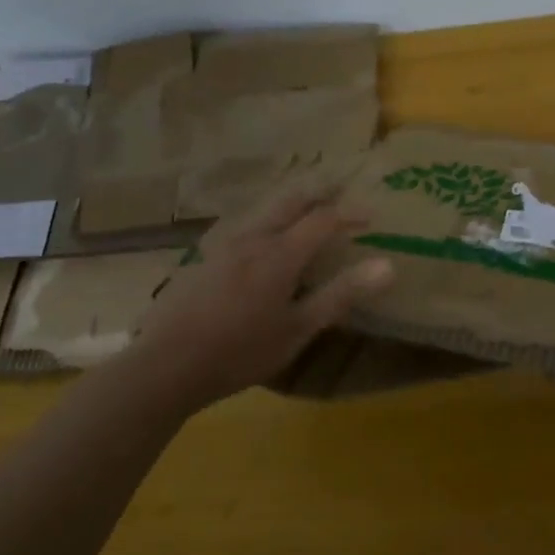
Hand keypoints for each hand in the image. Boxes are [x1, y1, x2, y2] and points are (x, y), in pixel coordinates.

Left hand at [124, 189, 395, 413]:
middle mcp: (253, 237)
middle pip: (291, 201)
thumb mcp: (298, 329)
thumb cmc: (241, 351)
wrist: (166, 364)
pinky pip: (244, 225)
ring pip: (264, 210)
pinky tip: (262, 238)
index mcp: (280, 253)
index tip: (372, 216)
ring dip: (291, 203)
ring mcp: (223, 245)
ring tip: (306, 209)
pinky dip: (266, 220)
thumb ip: (341, 294)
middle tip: (340, 190)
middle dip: (319, 193)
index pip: (323, 219)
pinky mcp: (204, 257)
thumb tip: (388, 266)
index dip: (350, 213)